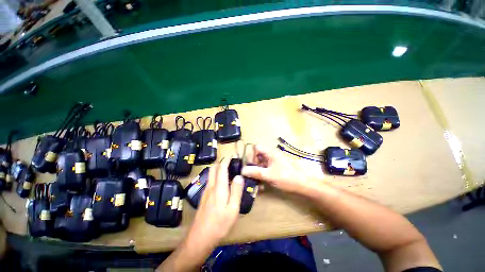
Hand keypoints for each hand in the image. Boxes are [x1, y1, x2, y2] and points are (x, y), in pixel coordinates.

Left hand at [186, 157, 243, 248]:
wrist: (200, 237)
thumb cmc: (219, 223)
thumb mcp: (233, 209)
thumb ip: (236, 191)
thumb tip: (239, 176)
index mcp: (219, 187)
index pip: (221, 168)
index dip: (226, 160)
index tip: (232, 155)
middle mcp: (211, 186)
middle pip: (213, 168)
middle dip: (221, 162)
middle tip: (230, 162)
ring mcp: (206, 191)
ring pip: (211, 174)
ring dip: (218, 168)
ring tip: (228, 170)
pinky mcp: (204, 197)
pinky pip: (210, 181)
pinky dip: (216, 176)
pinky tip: (222, 183)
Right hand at [242, 145, 320, 193]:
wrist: (303, 185)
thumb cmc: (286, 177)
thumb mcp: (269, 174)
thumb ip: (255, 172)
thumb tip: (242, 170)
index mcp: (270, 153)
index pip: (257, 148)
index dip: (250, 154)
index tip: (246, 164)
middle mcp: (271, 157)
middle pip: (257, 157)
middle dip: (252, 166)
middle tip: (248, 175)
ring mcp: (273, 164)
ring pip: (261, 165)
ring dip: (256, 173)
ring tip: (253, 182)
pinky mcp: (275, 170)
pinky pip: (265, 171)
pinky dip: (262, 177)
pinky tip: (261, 186)